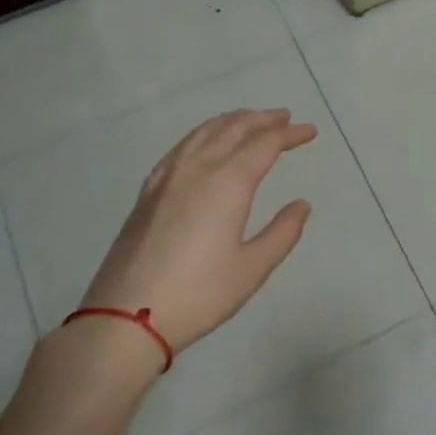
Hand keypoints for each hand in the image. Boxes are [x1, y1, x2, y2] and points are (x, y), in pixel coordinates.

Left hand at [76, 109, 316, 362]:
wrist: (125, 317)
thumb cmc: (198, 294)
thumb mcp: (252, 268)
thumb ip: (283, 232)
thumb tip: (301, 205)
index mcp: (227, 183)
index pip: (265, 144)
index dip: (289, 134)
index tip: (310, 132)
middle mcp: (197, 168)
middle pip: (234, 128)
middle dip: (263, 119)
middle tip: (286, 118)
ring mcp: (167, 177)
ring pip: (204, 132)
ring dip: (232, 121)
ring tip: (250, 121)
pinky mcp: (148, 191)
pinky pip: (182, 146)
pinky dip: (203, 134)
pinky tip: (205, 143)